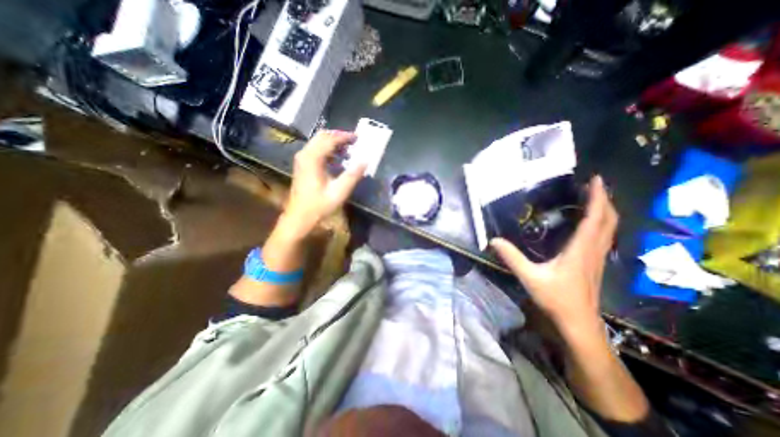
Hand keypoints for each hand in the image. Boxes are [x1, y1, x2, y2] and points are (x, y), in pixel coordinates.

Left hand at [281, 130, 364, 237]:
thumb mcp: (339, 191)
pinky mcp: (302, 165)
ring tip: (349, 151)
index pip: (330, 139)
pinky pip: (316, 150)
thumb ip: (352, 175)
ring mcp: (302, 159)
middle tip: (354, 142)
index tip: (358, 137)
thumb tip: (365, 161)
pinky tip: (338, 160)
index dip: (345, 137)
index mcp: (312, 158)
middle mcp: (305, 154)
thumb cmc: (319, 205)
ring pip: (318, 142)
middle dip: (339, 137)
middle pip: (322, 136)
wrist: (299, 216)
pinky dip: (328, 151)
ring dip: (334, 143)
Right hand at [489, 175, 619, 339]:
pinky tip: (590, 223)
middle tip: (594, 185)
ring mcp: (597, 258)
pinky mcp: (595, 263)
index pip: (594, 219)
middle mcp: (593, 250)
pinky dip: (601, 224)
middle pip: (609, 221)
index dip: (598, 198)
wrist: (578, 322)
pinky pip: (604, 237)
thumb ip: (512, 257)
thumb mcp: (530, 277)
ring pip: (610, 229)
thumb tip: (493, 240)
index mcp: (580, 250)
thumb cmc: (556, 299)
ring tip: (594, 198)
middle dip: (605, 200)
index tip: (597, 180)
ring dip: (605, 211)